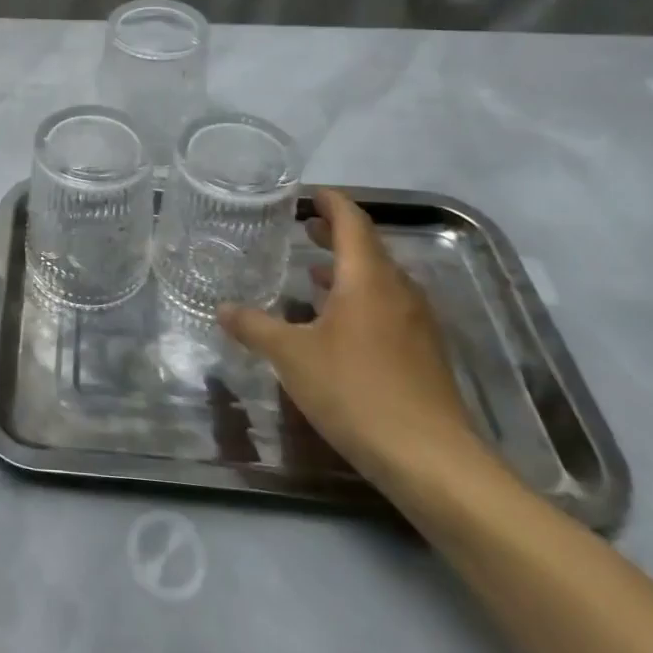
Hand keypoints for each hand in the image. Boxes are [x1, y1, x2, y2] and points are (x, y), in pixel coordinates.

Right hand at [219, 188, 485, 495]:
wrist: (430, 459)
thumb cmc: (355, 391)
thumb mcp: (291, 356)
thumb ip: (255, 326)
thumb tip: (222, 308)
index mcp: (367, 278)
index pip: (351, 221)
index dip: (330, 202)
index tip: (308, 193)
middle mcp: (398, 290)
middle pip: (368, 247)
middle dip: (335, 234)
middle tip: (304, 227)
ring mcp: (417, 322)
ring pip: (380, 279)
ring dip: (348, 269)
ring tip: (312, 272)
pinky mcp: (425, 352)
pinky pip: (389, 307)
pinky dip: (361, 298)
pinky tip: (338, 323)